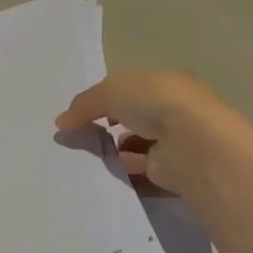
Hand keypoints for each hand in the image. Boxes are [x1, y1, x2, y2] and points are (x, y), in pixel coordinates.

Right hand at [56, 71, 250, 198]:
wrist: (191, 143)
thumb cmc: (155, 103)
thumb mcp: (110, 91)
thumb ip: (84, 104)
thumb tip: (61, 122)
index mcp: (166, 83)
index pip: (133, 88)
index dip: (107, 97)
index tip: (83, 111)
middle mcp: (174, 110)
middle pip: (134, 115)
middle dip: (108, 122)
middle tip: (80, 131)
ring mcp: (175, 141)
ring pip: (136, 142)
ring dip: (114, 146)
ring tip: (89, 150)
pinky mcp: (171, 169)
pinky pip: (139, 167)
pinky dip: (122, 167)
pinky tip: (105, 167)